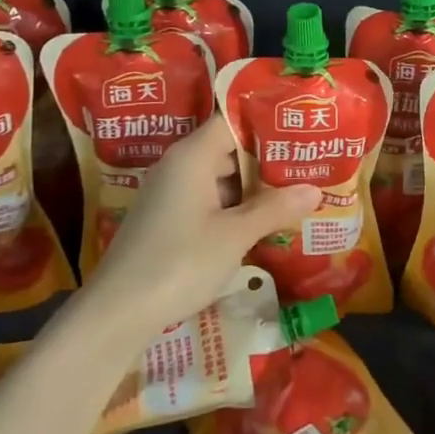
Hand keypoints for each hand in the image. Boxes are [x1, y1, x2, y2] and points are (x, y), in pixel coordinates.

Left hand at [85, 115, 321, 331]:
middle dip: (268, 157)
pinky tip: (265, 220)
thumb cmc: (179, 262)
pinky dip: (236, 206)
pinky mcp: (169, 220)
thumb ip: (274, 208)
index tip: (301, 126)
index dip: (266, 121)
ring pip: (221, 177)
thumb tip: (316, 189)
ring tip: (297, 189)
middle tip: (310, 161)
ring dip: (255, 186)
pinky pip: (210, 200)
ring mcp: (171, 195)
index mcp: (192, 157)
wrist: (118, 312)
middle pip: (229, 148)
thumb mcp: (234, 236)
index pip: (232, 121)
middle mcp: (179, 167)